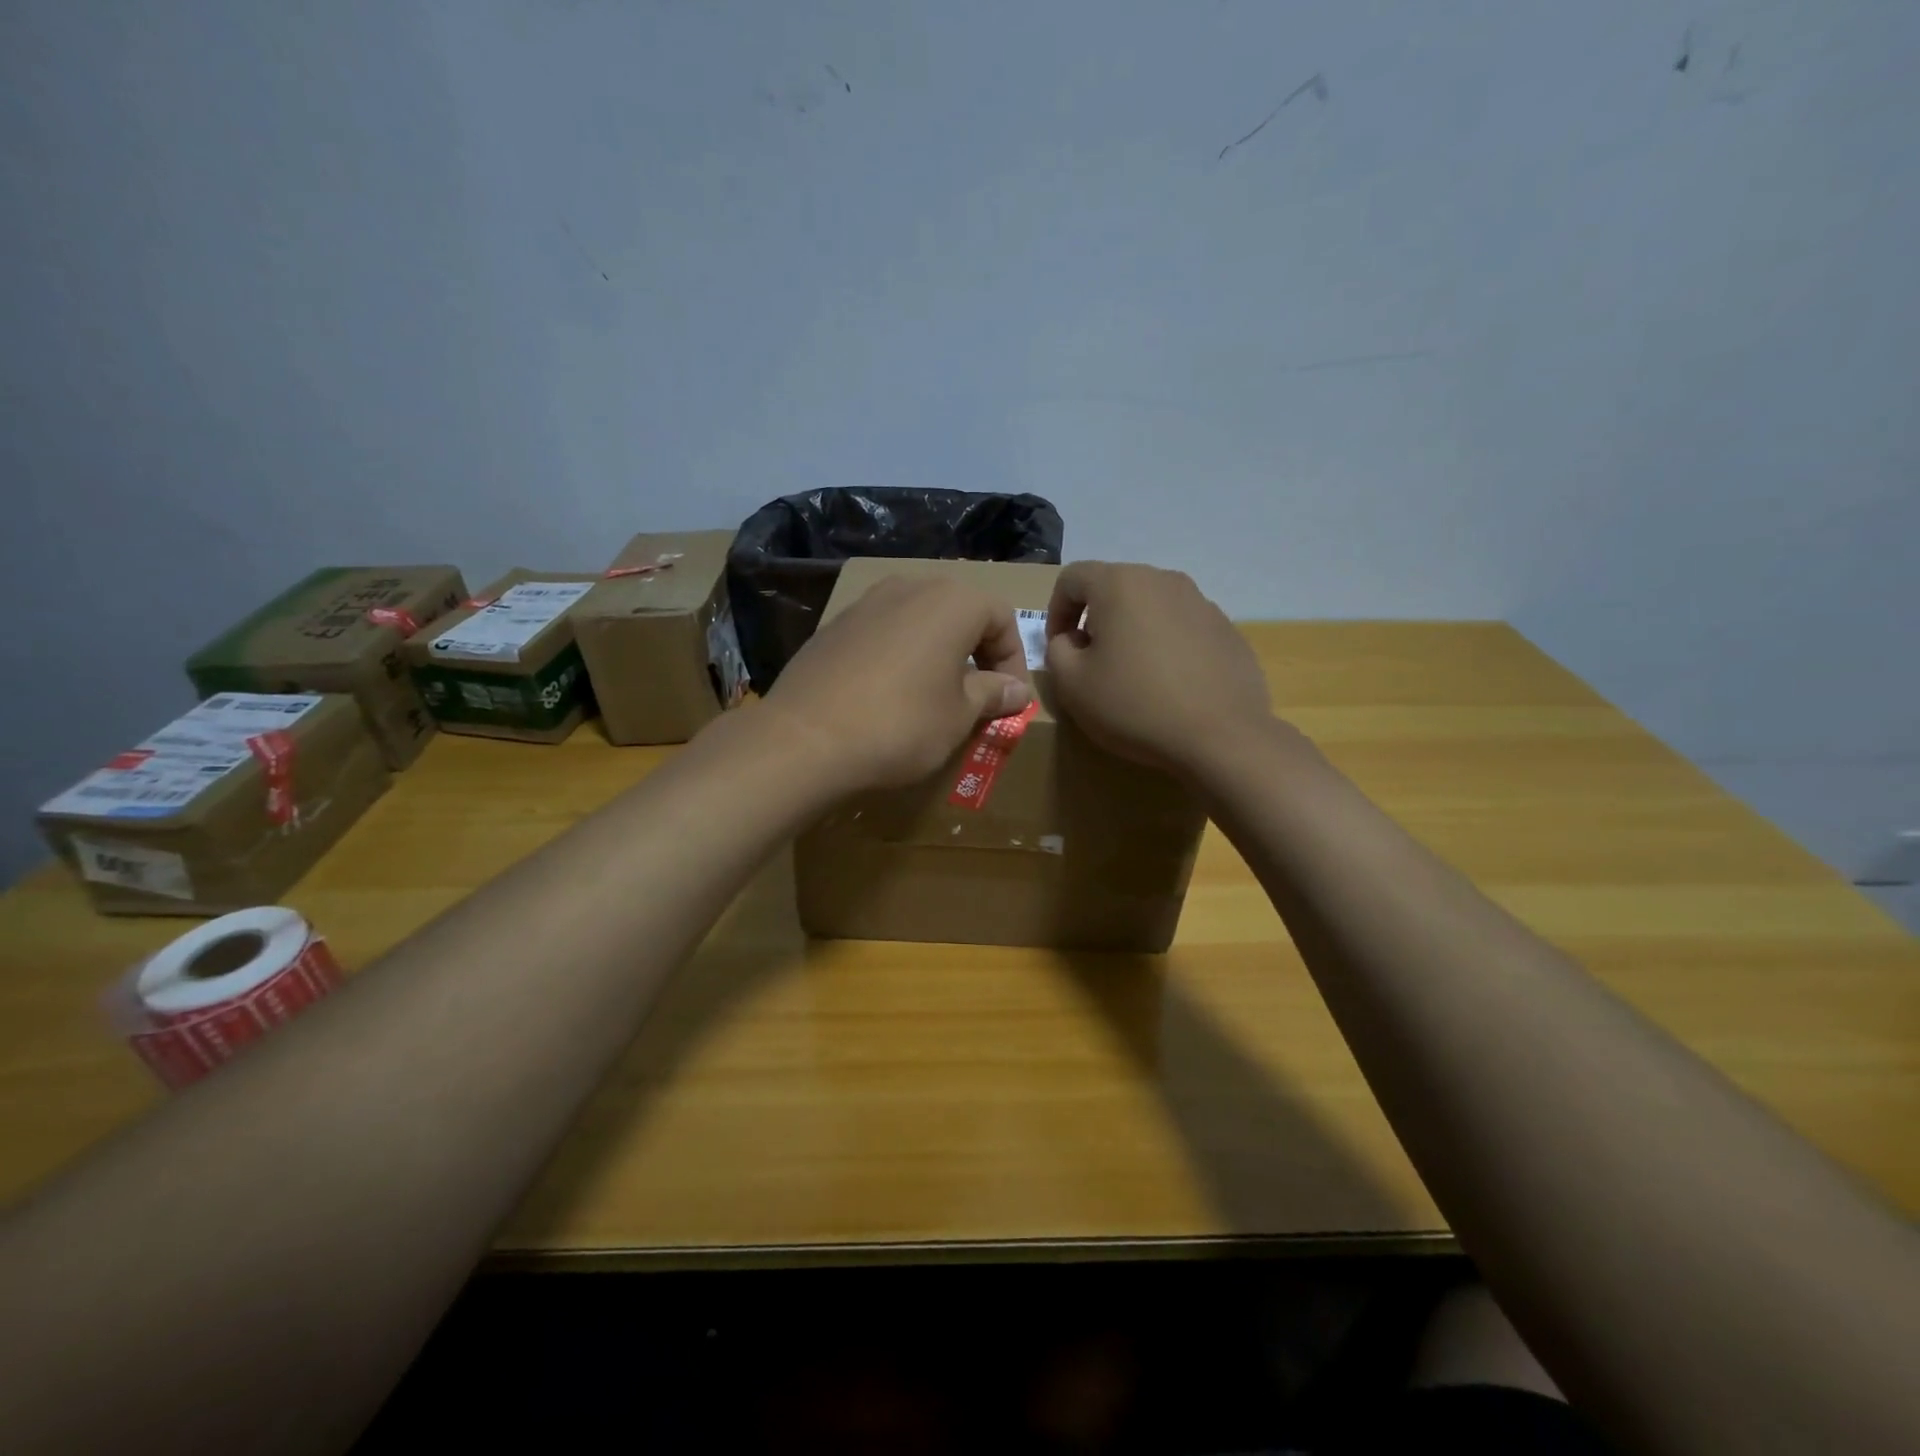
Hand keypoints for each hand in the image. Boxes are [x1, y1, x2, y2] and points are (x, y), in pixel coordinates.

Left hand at [764, 573, 1032, 792]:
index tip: (1011, 700)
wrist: (805, 738)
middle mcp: (910, 587)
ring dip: (937, 653)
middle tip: (979, 696)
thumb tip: (1016, 690)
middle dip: (977, 652)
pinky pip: (883, 633)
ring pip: (919, 621)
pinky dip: (900, 656)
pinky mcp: (834, 625)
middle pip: (959, 612)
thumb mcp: (960, 716)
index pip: (1001, 617)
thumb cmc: (901, 724)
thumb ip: (993, 694)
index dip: (1014, 660)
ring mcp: (866, 603)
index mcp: (952, 601)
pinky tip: (889, 695)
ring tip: (935, 696)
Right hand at [1044, 561, 1271, 775]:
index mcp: (1120, 584)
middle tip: (1092, 662)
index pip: (1072, 578)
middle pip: (1115, 587)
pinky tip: (1169, 686)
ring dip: (1133, 632)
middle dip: (1095, 619)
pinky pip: (1182, 628)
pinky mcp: (1227, 630)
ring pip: (1151, 607)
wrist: (1221, 737)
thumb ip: (1057, 650)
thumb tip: (1072, 639)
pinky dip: (1166, 647)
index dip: (1055, 611)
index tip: (1059, 648)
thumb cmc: (1134, 705)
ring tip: (1133, 675)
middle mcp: (1163, 580)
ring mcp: (1202, 602)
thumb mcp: (1071, 684)